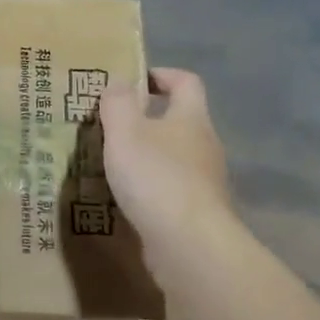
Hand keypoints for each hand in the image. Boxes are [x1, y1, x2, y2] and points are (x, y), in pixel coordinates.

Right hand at [100, 68, 232, 259]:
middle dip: (149, 120)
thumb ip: (118, 103)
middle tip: (113, 128)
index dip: (162, 75)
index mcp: (191, 118)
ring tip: (115, 166)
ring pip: (176, 158)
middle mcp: (205, 145)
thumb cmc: (156, 178)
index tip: (134, 81)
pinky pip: (173, 191)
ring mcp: (206, 182)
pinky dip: (152, 189)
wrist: (189, 244)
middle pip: (181, 121)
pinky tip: (129, 201)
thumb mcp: (125, 132)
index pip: (185, 82)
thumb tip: (118, 81)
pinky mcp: (198, 213)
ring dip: (149, 157)